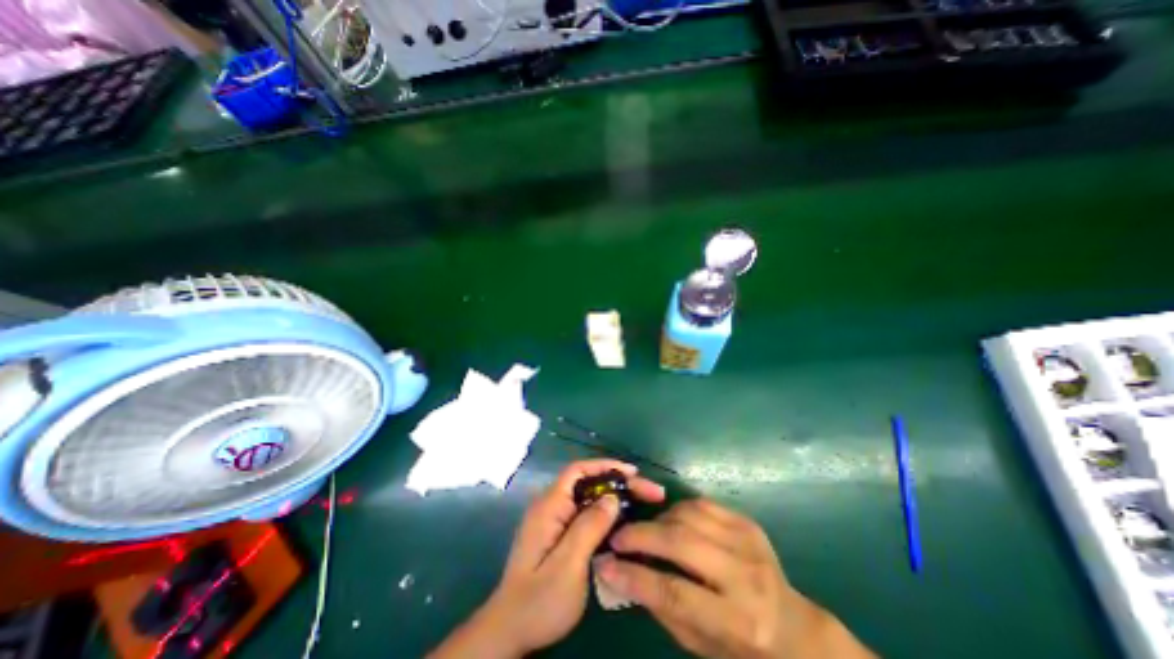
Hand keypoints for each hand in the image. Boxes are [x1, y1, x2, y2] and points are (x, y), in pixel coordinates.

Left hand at [431, 459, 668, 658]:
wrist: (510, 632)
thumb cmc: (539, 600)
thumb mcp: (568, 565)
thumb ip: (589, 527)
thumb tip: (613, 498)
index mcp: (549, 506)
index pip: (578, 470)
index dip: (605, 466)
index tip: (632, 472)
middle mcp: (551, 506)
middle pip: (587, 483)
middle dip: (617, 483)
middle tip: (649, 492)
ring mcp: (554, 520)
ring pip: (588, 498)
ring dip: (614, 498)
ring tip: (642, 503)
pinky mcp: (559, 535)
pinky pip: (585, 514)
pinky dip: (606, 514)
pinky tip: (623, 523)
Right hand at [597, 499, 869, 657]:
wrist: (792, 626)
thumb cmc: (741, 646)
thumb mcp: (700, 645)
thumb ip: (661, 608)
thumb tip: (621, 573)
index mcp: (738, 621)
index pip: (675, 593)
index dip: (635, 576)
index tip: (605, 564)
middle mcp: (746, 576)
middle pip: (682, 543)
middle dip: (642, 535)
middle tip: (618, 536)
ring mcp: (748, 542)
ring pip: (689, 515)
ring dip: (659, 519)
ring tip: (645, 531)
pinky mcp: (747, 522)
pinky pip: (701, 503)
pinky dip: (678, 509)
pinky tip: (670, 520)